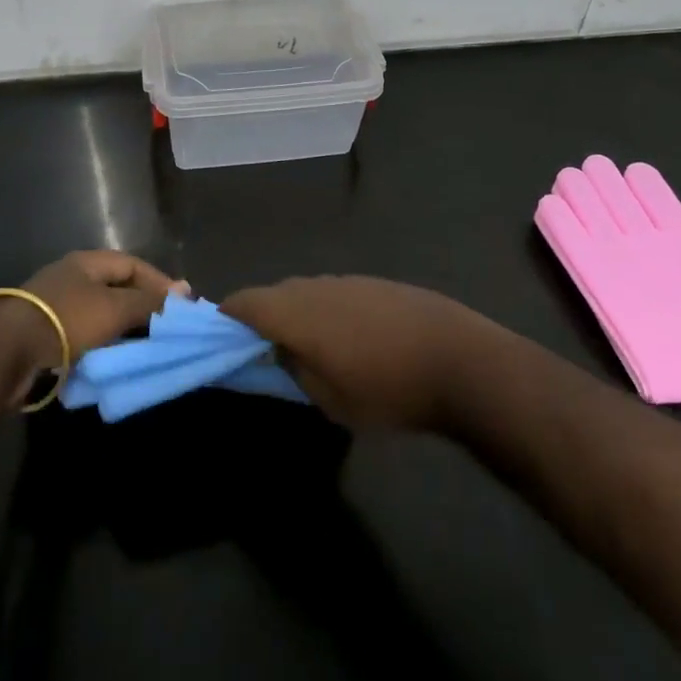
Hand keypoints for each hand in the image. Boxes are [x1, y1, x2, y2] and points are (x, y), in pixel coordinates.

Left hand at [0, 251, 185, 387]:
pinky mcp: (43, 332)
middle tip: (164, 327)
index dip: (159, 282)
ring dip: (121, 327)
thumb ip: (149, 301)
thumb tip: (184, 291)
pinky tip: (110, 358)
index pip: (133, 264)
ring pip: (99, 312)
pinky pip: (82, 333)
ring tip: (142, 345)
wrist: (5, 351)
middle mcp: (71, 276)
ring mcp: (55, 304)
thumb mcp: (114, 308)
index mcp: (87, 262)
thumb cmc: (66, 320)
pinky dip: (100, 343)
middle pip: (115, 287)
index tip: (180, 305)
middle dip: (141, 305)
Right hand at [221, 276, 486, 431]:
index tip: (221, 335)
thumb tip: (278, 350)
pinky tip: (345, 337)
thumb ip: (295, 370)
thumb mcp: (331, 400)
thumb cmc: (388, 389)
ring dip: (295, 312)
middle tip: (262, 348)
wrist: (459, 360)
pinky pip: (333, 291)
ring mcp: (348, 280)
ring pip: (305, 290)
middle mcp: (316, 286)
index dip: (228, 315)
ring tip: (304, 345)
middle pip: (274, 293)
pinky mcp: (375, 283)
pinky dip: (324, 309)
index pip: (246, 301)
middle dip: (262, 316)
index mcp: (297, 312)